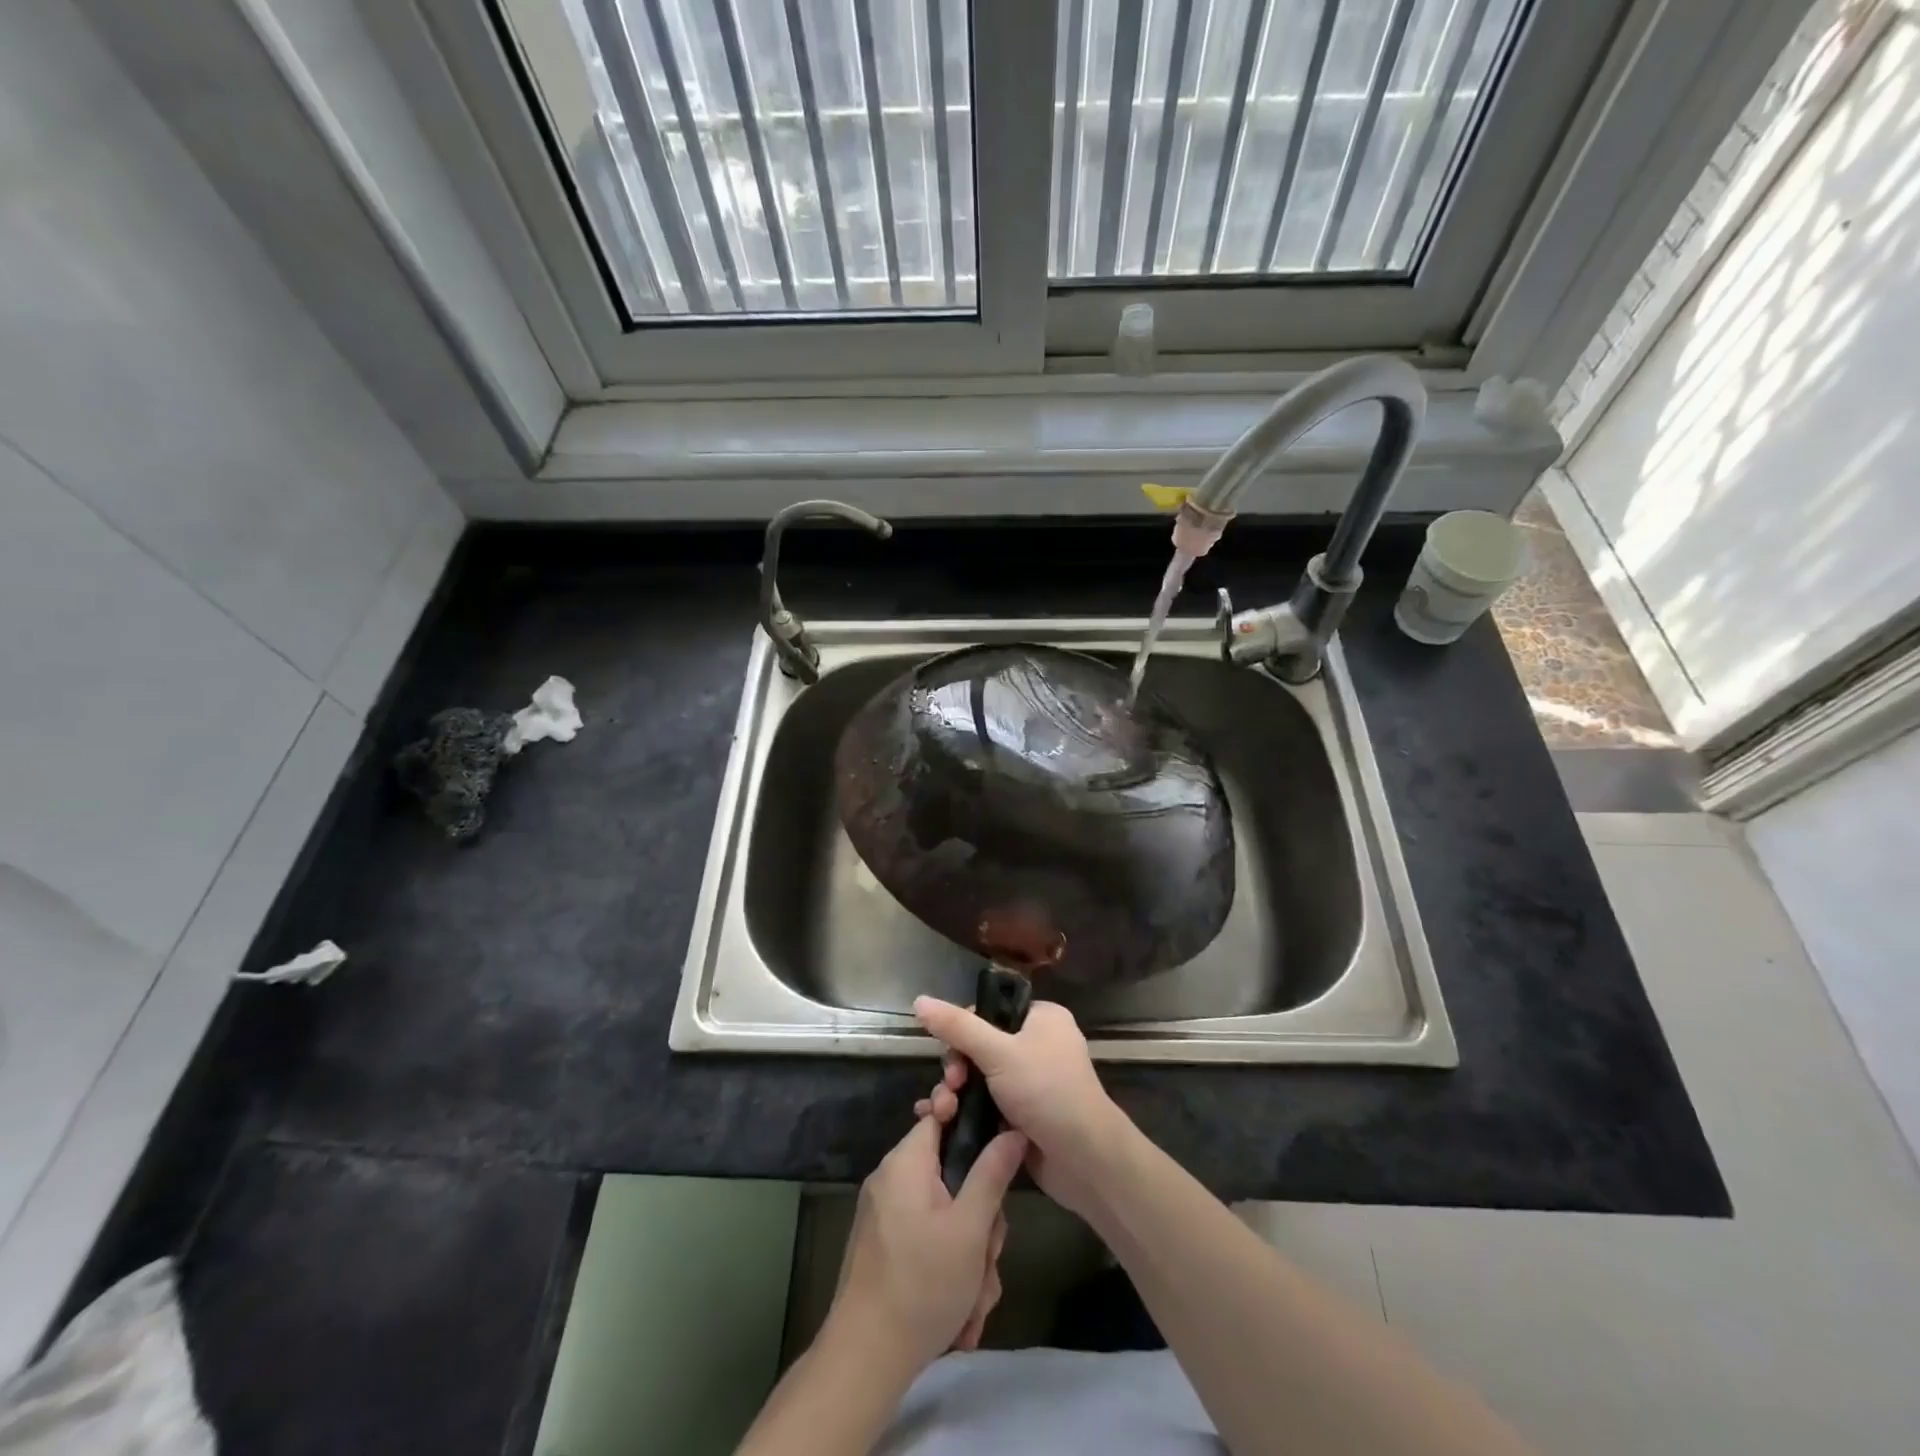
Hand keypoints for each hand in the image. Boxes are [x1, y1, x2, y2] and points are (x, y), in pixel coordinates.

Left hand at [828, 1113, 1025, 1376]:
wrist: (864, 1362)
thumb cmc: (921, 1285)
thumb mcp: (970, 1229)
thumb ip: (993, 1173)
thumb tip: (1012, 1130)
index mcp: (905, 1162)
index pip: (942, 1117)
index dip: (974, 1131)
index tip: (998, 1162)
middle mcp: (891, 1181)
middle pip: (952, 1176)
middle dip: (980, 1221)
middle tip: (987, 1257)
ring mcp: (886, 1217)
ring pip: (946, 1217)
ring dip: (969, 1257)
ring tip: (974, 1300)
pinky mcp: (885, 1249)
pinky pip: (928, 1242)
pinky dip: (949, 1271)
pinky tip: (960, 1316)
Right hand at [913, 997, 1128, 1220]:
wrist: (1084, 1160)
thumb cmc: (1046, 1092)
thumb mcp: (998, 1052)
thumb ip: (957, 1027)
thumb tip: (919, 1000)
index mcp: (1042, 1018)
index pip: (989, 1012)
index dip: (963, 1030)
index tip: (952, 1055)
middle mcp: (1038, 1045)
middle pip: (980, 1046)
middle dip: (957, 1068)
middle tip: (950, 1087)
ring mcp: (1031, 1082)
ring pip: (980, 1078)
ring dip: (956, 1093)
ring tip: (943, 1112)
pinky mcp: (1023, 1115)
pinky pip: (986, 1104)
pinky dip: (966, 1112)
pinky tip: (942, 1123)